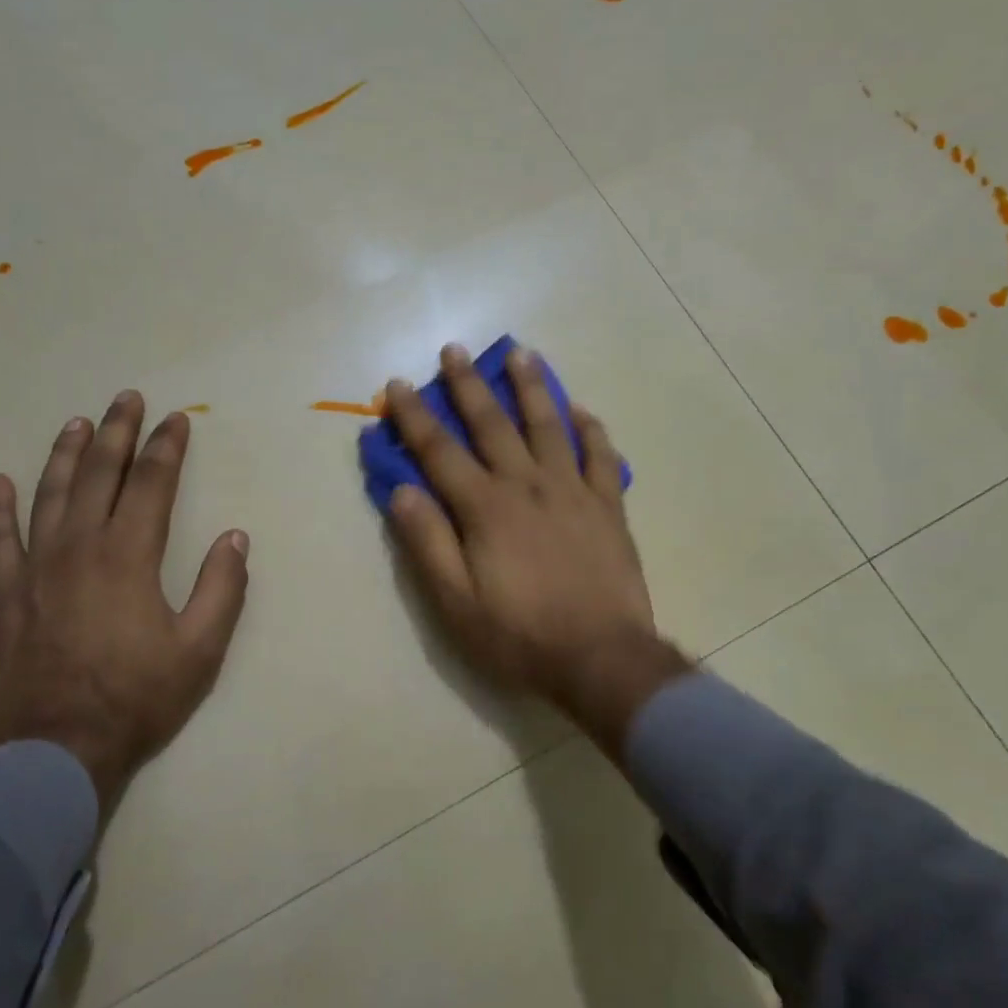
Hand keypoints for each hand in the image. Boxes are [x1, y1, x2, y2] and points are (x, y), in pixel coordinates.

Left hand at [0, 392, 249, 812]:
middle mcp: (80, 547)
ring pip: (50, 494)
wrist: (56, 751)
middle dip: (117, 432)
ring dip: (65, 454)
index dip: (166, 447)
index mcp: (129, 556)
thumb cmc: (136, 699)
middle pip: (99, 474)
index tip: (176, 420)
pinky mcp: (5, 595)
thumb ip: (222, 589)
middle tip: (127, 399)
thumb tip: (234, 538)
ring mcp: (35, 568)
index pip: (151, 484)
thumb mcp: (200, 650)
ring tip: (78, 423)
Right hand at [382, 344, 693, 758]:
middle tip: (455, 350)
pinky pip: (600, 456)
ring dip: (532, 387)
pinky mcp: (608, 506)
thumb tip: (401, 490)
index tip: (398, 386)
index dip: (414, 417)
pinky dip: (590, 429)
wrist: (602, 658)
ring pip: (549, 425)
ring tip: (521, 354)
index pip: (440, 451)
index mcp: (486, 508)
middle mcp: (528, 485)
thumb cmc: (520, 635)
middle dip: (469, 385)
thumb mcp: (456, 602)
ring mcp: (573, 491)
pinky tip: (580, 410)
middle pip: (493, 424)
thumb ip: (428, 542)